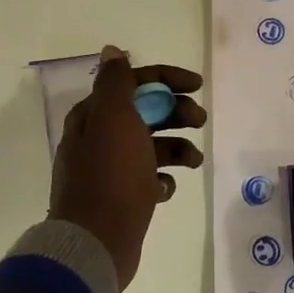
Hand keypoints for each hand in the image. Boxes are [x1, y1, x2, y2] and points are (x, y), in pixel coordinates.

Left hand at [49, 47, 205, 288]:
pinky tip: (166, 188)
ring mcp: (109, 170)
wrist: (96, 241)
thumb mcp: (114, 119)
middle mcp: (98, 139)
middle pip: (144, 113)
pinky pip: (149, 178)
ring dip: (177, 148)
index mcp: (94, 116)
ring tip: (194, 161)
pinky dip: (163, 179)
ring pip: (151, 147)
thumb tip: (112, 51)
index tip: (198, 86)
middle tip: (199, 121)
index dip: (166, 79)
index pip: (132, 82)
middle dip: (175, 112)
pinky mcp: (120, 198)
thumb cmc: (111, 175)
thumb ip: (116, 83)